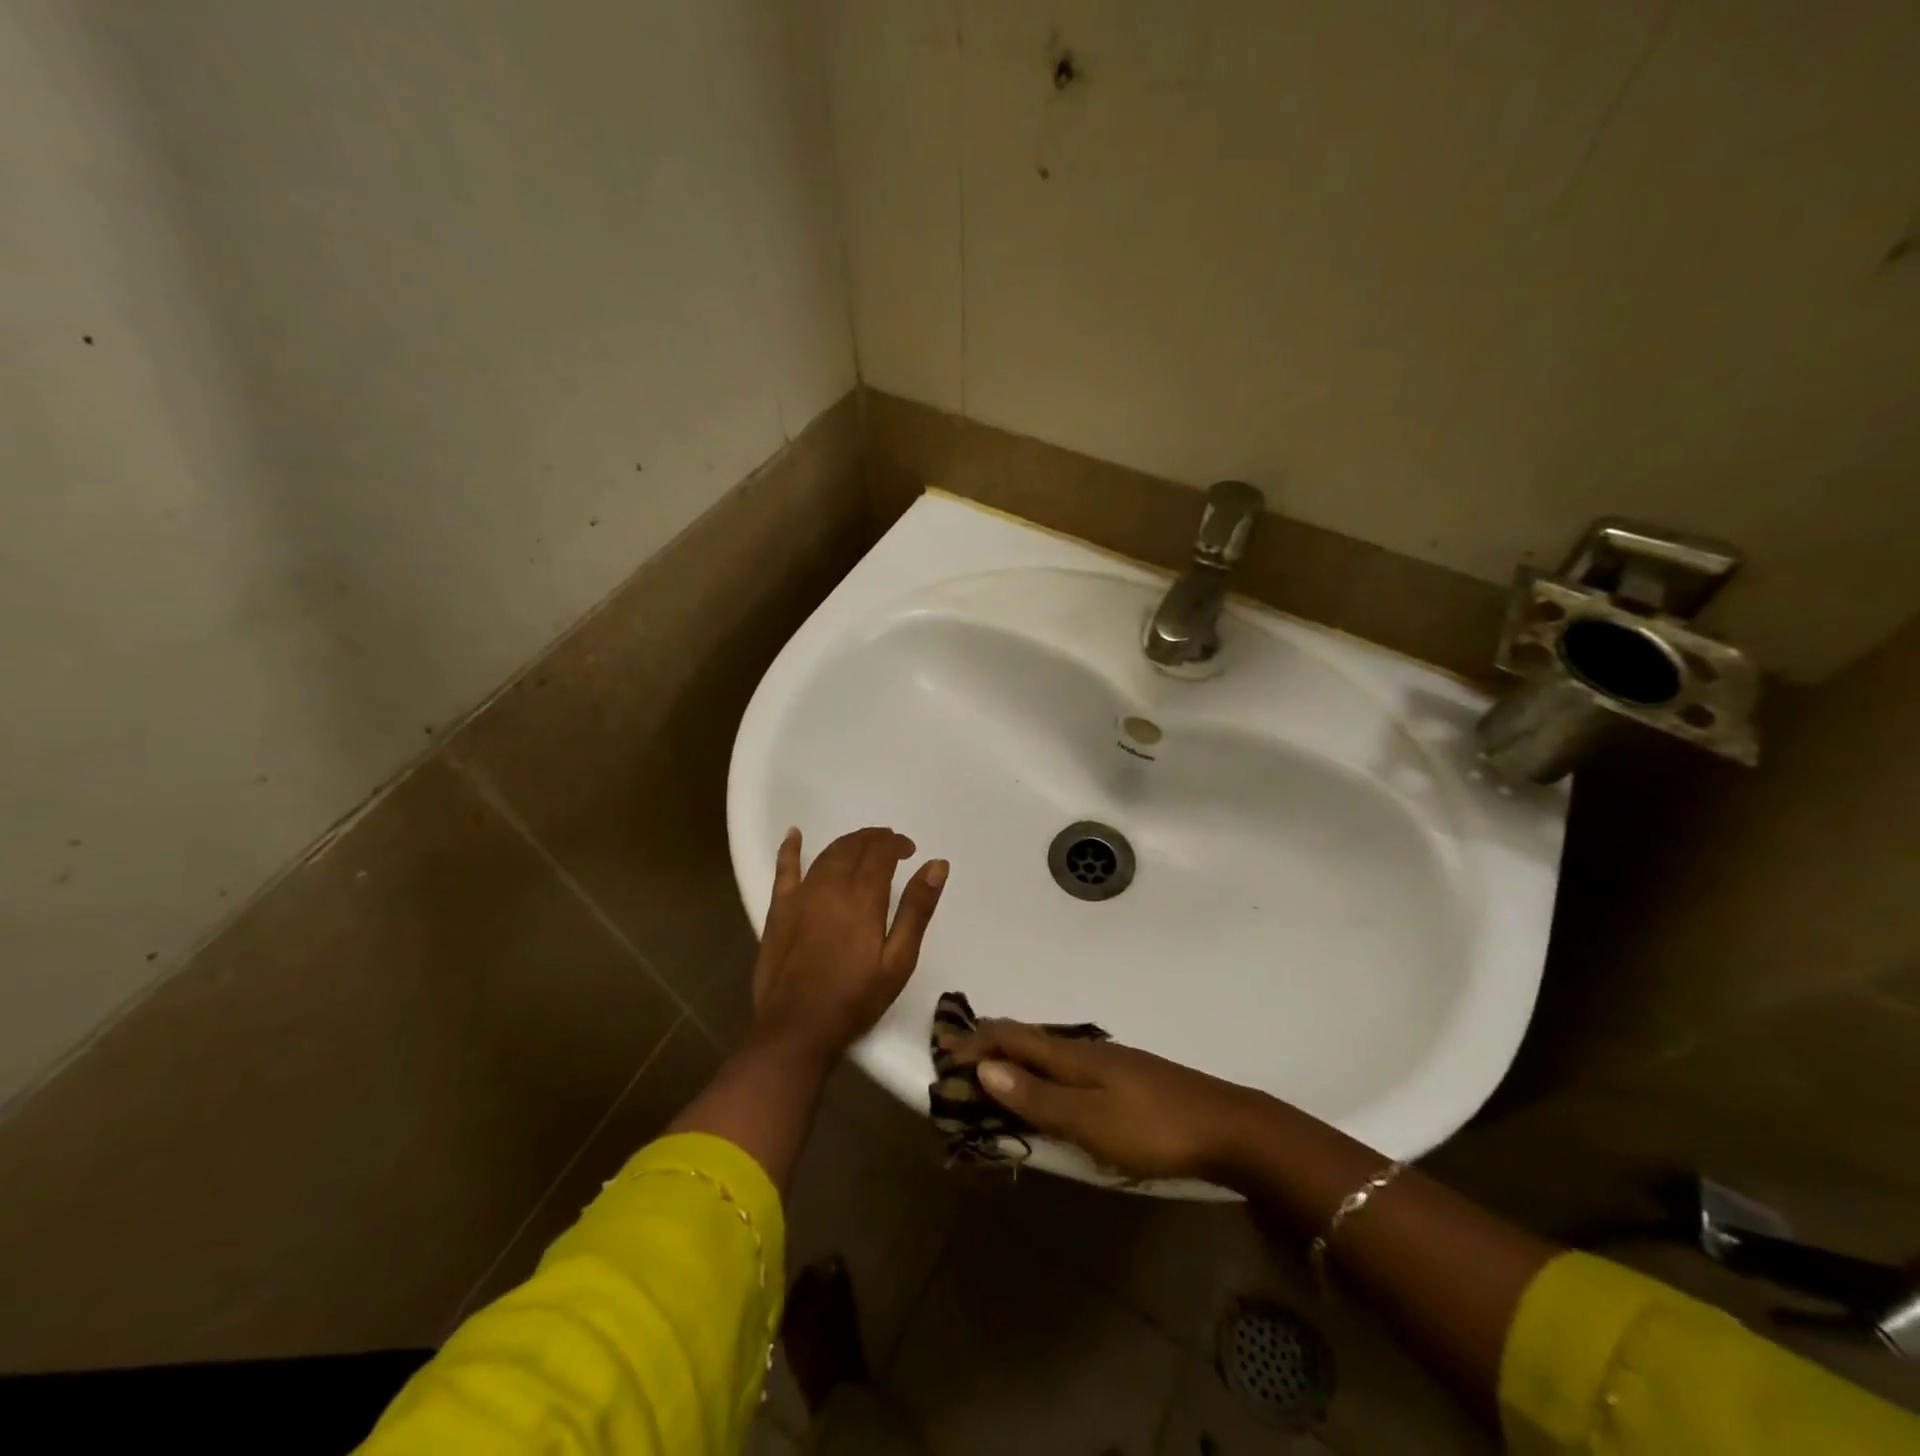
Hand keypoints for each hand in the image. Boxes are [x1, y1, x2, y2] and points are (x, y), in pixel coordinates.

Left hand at [751, 827, 947, 1060]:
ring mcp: (801, 895)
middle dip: (874, 839)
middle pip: (853, 847)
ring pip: (826, 854)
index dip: (896, 844)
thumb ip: (916, 909)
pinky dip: (790, 849)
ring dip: (847, 843)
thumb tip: (936, 864)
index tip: (909, 850)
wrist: (797, 1027)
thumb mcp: (898, 959)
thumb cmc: (855, 997)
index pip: (880, 852)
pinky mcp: (779, 909)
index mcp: (862, 896)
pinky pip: (784, 869)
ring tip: (862, 844)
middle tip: (890, 844)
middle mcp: (830, 885)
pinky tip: (794, 834)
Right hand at [942, 1020, 1261, 1181]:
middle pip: (1028, 1038)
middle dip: (992, 1044)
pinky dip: (1042, 1069)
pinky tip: (1049, 1085)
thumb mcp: (1089, 1120)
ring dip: (1016, 1057)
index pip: (1013, 1038)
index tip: (943, 1047)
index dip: (977, 1042)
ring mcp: (1109, 1061)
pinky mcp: (1126, 1078)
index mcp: (1072, 1056)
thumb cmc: (1152, 1127)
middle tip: (961, 1056)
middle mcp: (1086, 1050)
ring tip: (995, 1068)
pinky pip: (1068, 1064)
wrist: (1226, 1126)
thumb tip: (986, 1069)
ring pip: (1049, 1050)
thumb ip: (1038, 1097)